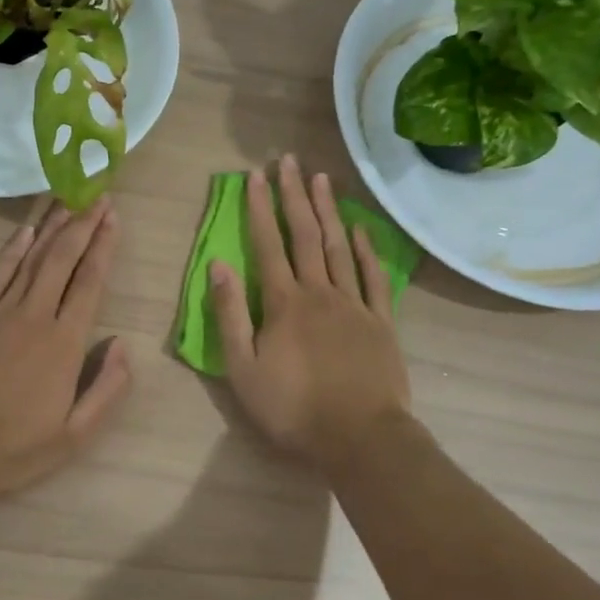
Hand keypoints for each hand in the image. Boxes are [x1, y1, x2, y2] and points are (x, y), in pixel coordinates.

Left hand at [0, 199, 131, 507]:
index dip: (103, 246)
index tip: (113, 217)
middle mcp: (33, 316)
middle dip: (83, 224)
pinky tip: (25, 231)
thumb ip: (107, 389)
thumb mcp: (74, 436)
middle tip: (97, 195)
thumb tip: (122, 345)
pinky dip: (11, 248)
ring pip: (31, 258)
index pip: (90, 282)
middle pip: (62, 259)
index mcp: (64, 344)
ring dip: (52, 227)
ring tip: (68, 199)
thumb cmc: (11, 451)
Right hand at [210, 155, 410, 468]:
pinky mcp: (382, 322)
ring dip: (329, 210)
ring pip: (339, 247)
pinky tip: (360, 229)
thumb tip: (218, 266)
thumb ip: (229, 316)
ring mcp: (355, 304)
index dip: (259, 208)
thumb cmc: (293, 409)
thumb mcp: (243, 369)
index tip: (254, 176)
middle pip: (305, 235)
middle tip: (288, 161)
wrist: (361, 438)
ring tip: (321, 178)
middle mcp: (320, 292)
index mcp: (284, 303)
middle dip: (294, 195)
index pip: (268, 245)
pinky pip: (374, 277)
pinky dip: (366, 250)